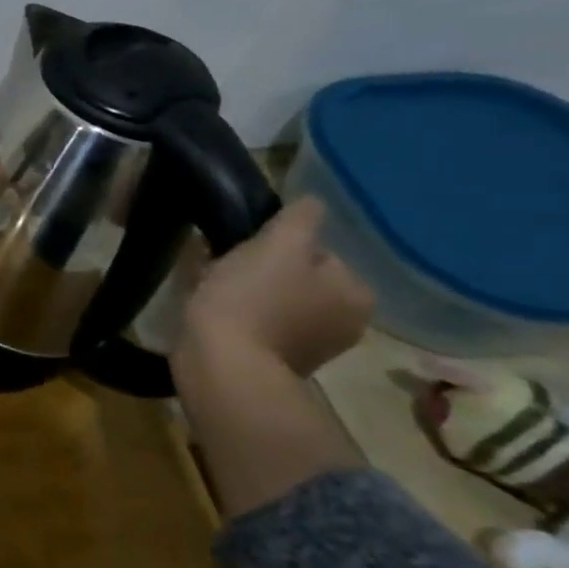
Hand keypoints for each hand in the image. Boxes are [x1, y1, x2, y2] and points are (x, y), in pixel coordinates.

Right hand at [178, 197, 374, 378]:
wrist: (222, 365)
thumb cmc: (253, 300)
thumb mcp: (277, 245)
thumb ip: (300, 219)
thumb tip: (313, 201)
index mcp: (356, 293)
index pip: (317, 252)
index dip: (276, 246)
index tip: (244, 250)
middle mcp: (345, 323)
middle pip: (297, 277)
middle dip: (263, 271)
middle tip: (224, 268)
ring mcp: (311, 348)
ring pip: (275, 300)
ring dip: (248, 293)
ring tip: (212, 291)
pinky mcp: (275, 364)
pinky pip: (258, 324)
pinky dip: (239, 316)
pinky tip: (213, 314)